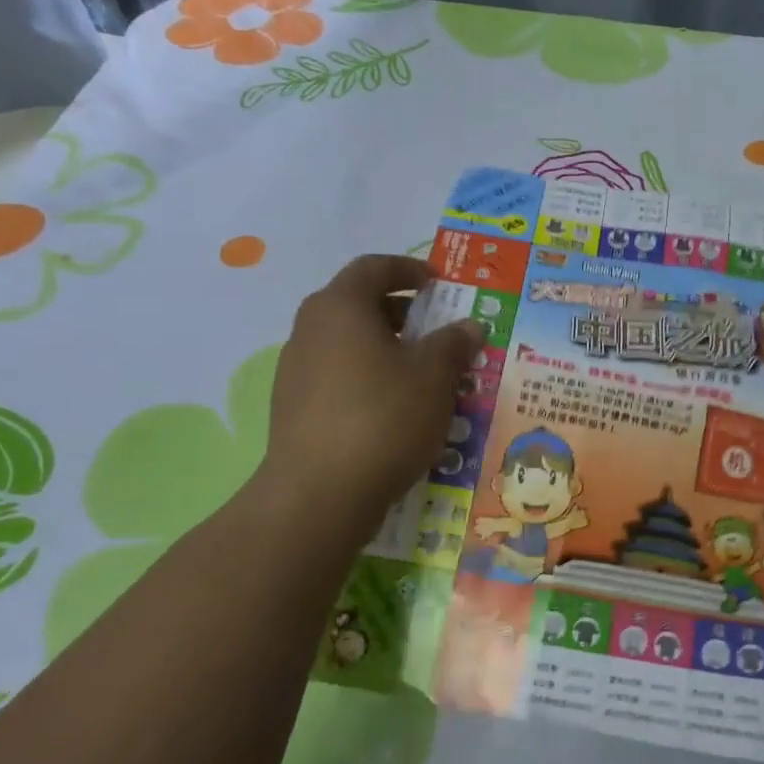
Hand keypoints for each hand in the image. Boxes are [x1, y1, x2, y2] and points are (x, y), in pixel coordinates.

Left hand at [256, 255, 485, 542]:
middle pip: (357, 304)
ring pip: (347, 344)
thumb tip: (470, 326)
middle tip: (436, 330)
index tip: (437, 282)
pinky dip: (368, 377)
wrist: (318, 495)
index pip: (373, 268)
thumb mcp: (434, 376)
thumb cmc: (383, 417)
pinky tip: (394, 409)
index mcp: (340, 307)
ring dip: (385, 348)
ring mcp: (296, 371)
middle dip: (400, 312)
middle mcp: (310, 330)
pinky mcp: (293, 408)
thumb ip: (453, 344)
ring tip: (422, 374)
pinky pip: (338, 376)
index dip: (408, 269)